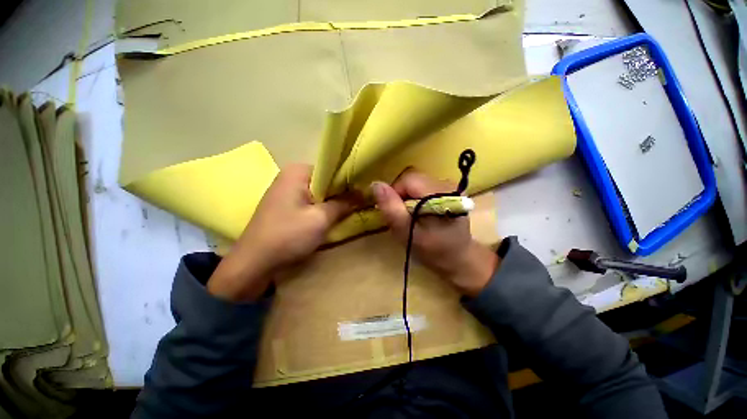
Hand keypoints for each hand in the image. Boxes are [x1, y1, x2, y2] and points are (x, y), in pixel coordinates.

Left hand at [208, 164, 357, 301]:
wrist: (254, 264)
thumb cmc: (288, 236)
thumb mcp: (321, 218)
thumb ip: (344, 203)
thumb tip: (365, 192)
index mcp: (298, 171)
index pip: (332, 169)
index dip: (349, 181)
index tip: (363, 192)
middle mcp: (291, 176)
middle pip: (326, 181)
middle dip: (342, 193)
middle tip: (359, 203)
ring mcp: (286, 191)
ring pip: (319, 193)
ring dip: (333, 202)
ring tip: (350, 211)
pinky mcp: (285, 206)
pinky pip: (310, 202)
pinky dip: (322, 209)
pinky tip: (332, 218)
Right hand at [371, 170, 498, 296]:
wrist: (458, 257)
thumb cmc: (432, 249)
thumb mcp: (407, 233)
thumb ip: (391, 209)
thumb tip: (375, 184)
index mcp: (439, 192)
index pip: (407, 180)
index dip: (394, 194)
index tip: (394, 213)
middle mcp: (446, 183)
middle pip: (411, 179)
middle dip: (401, 196)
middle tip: (402, 217)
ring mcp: (448, 185)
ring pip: (416, 183)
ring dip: (407, 197)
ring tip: (411, 216)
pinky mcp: (448, 190)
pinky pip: (422, 187)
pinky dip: (415, 198)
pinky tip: (420, 212)